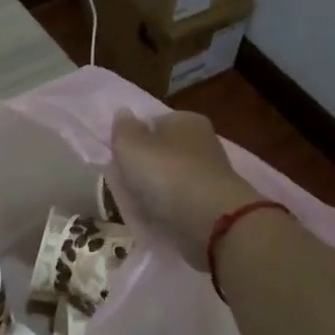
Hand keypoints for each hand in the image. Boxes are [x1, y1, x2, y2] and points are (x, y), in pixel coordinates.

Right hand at [109, 111, 263, 267]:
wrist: (211, 221)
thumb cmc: (166, 174)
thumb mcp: (131, 147)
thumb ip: (123, 129)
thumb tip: (123, 113)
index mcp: (186, 120)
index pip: (153, 122)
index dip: (134, 139)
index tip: (119, 159)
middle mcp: (203, 141)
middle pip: (163, 151)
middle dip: (145, 167)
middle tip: (125, 184)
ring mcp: (211, 173)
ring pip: (171, 178)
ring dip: (156, 190)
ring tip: (138, 205)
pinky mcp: (214, 202)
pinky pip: (182, 201)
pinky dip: (170, 208)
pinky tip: (158, 218)